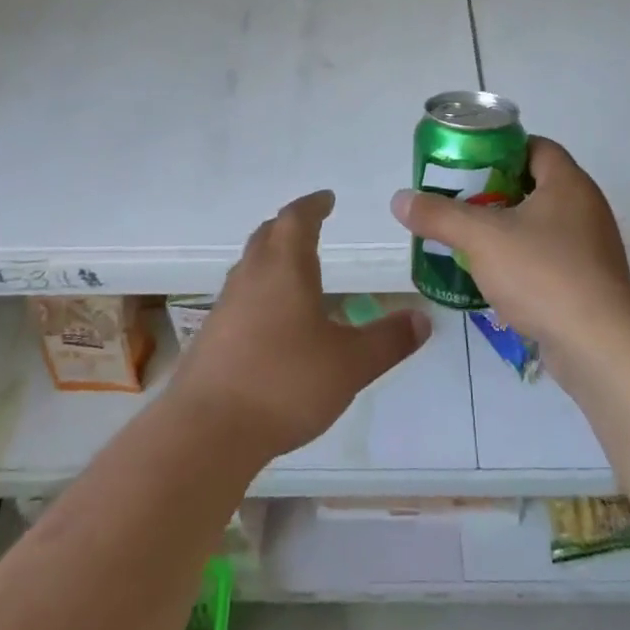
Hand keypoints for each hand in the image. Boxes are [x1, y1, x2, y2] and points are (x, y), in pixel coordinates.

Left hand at [166, 190, 429, 460]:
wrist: (207, 431)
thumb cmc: (285, 383)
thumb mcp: (350, 364)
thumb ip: (388, 340)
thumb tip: (423, 318)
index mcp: (285, 267)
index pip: (297, 219)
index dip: (313, 205)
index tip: (327, 198)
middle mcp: (251, 275)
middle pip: (268, 235)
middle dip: (290, 225)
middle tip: (310, 225)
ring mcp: (226, 305)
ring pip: (250, 264)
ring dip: (272, 256)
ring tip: (294, 269)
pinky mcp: (212, 335)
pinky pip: (240, 296)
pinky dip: (260, 290)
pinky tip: (272, 319)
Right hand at [391, 138, 629, 366]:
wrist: (599, 346)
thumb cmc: (543, 274)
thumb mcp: (481, 237)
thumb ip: (439, 215)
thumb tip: (400, 200)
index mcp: (568, 183)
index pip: (535, 147)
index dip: (500, 149)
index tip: (468, 164)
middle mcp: (585, 208)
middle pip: (535, 185)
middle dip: (495, 192)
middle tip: (460, 201)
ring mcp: (591, 248)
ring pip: (541, 225)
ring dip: (507, 229)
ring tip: (469, 239)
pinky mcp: (590, 283)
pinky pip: (550, 259)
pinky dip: (523, 261)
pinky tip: (495, 278)